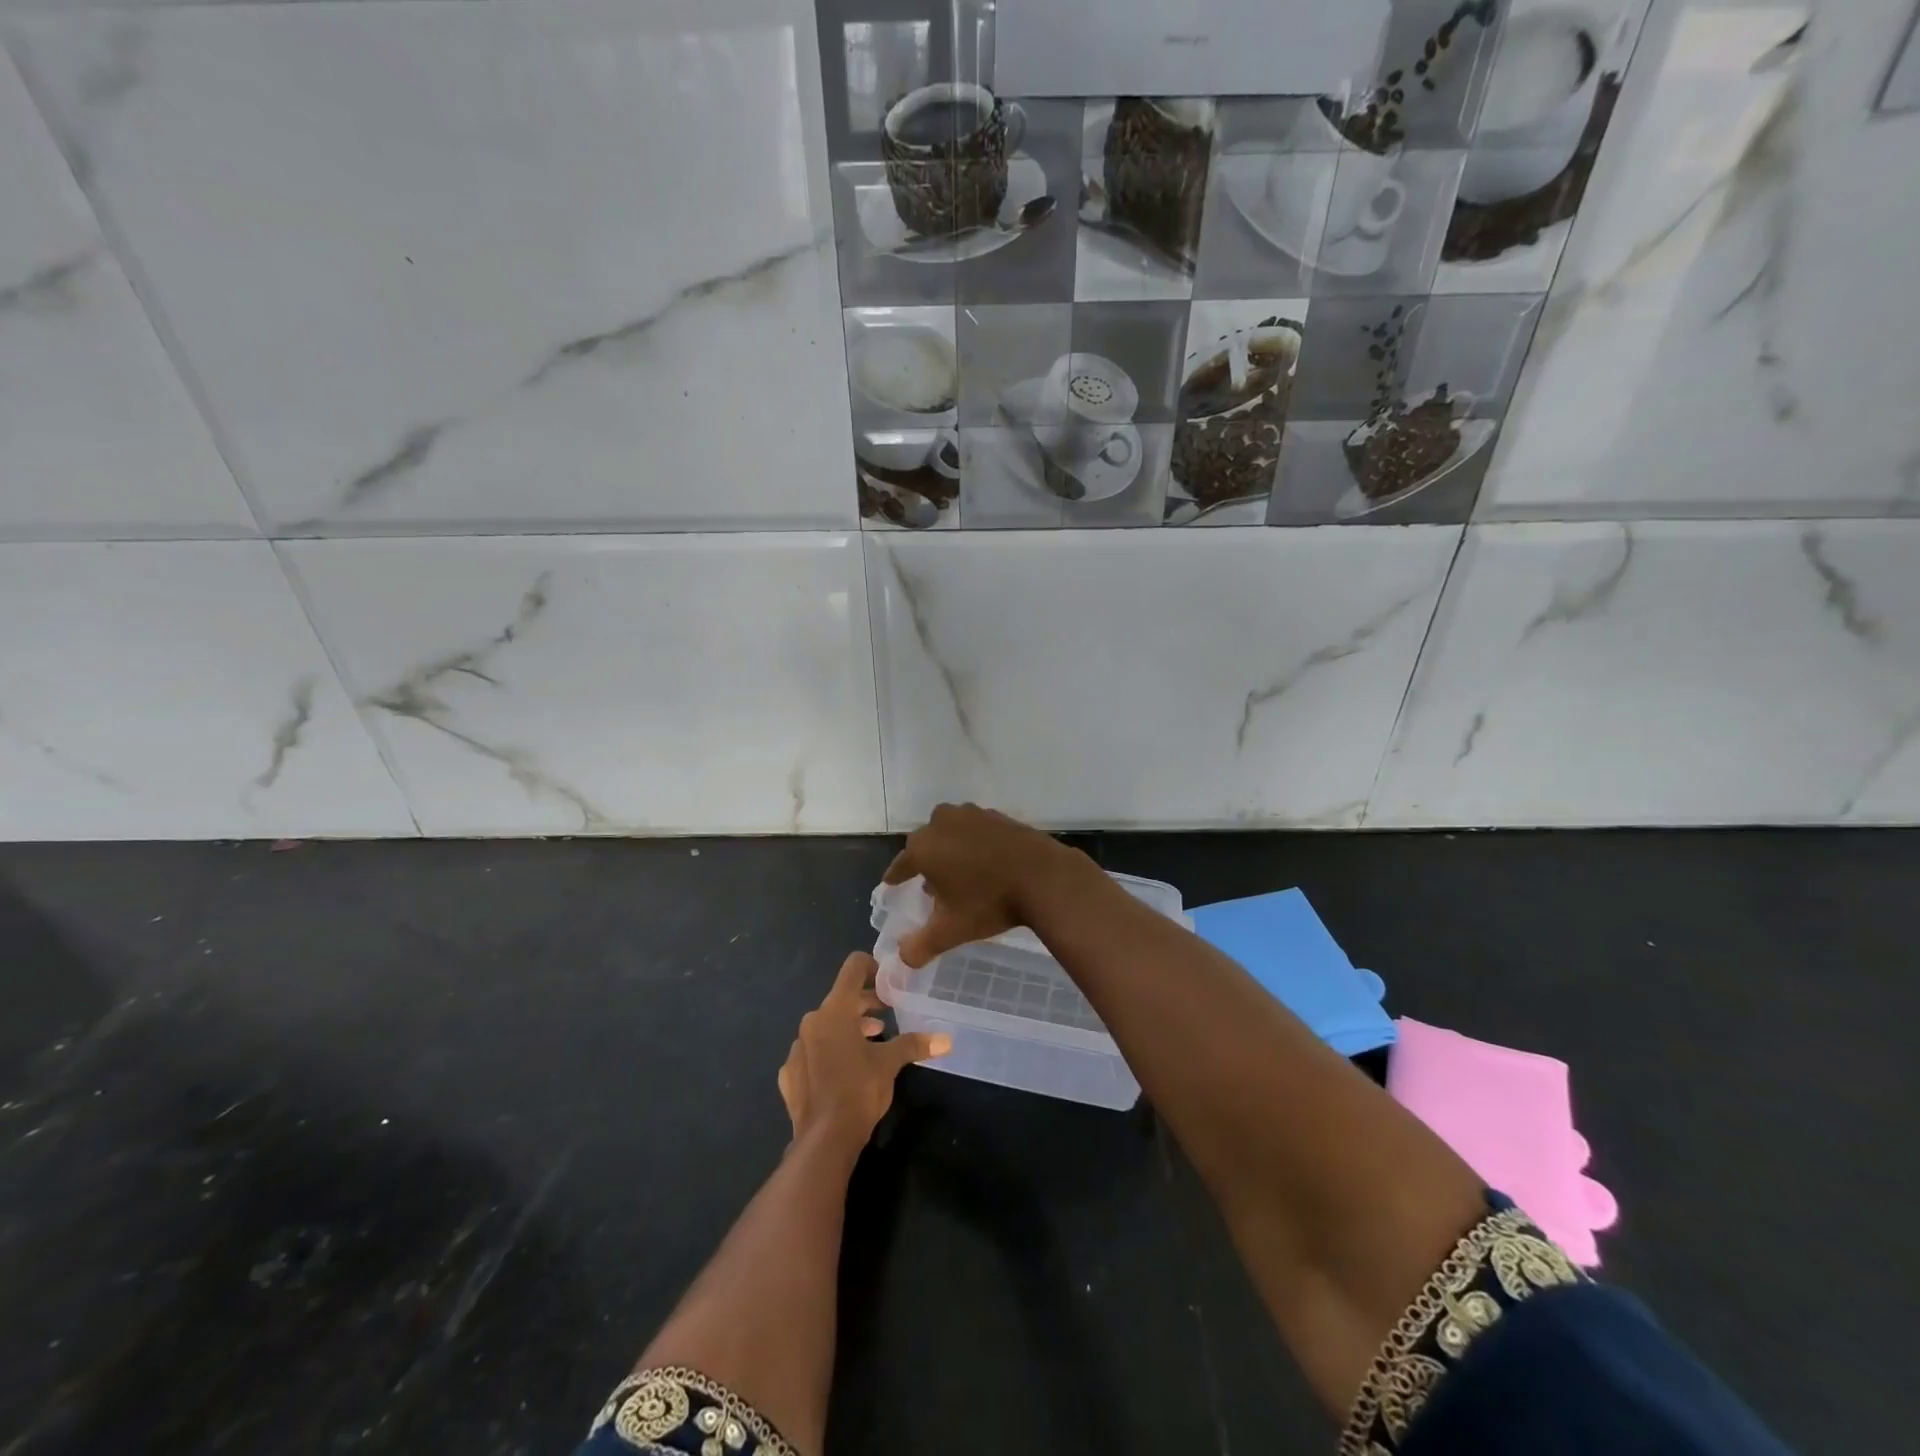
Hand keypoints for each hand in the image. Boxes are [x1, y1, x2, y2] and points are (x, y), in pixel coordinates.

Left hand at [778, 953, 949, 1146]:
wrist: (824, 1141)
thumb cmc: (859, 1090)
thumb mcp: (890, 1063)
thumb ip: (915, 1045)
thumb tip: (947, 1040)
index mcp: (835, 1010)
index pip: (852, 968)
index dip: (871, 966)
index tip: (887, 980)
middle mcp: (811, 1022)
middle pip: (840, 999)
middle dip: (864, 1005)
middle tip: (887, 1015)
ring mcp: (796, 1048)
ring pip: (825, 1027)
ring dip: (848, 1030)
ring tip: (871, 1043)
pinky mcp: (789, 1074)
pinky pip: (811, 1054)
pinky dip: (827, 1055)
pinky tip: (842, 1072)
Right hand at [882, 802, 1097, 967]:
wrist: (1043, 877)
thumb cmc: (989, 902)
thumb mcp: (950, 931)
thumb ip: (919, 947)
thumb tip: (901, 959)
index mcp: (923, 848)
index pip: (900, 864)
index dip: (896, 877)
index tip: (892, 884)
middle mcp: (941, 823)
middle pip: (925, 845)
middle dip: (926, 864)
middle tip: (932, 887)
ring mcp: (972, 815)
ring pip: (950, 832)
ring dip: (950, 850)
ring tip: (960, 874)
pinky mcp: (997, 815)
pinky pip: (975, 830)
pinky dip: (974, 843)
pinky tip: (986, 862)